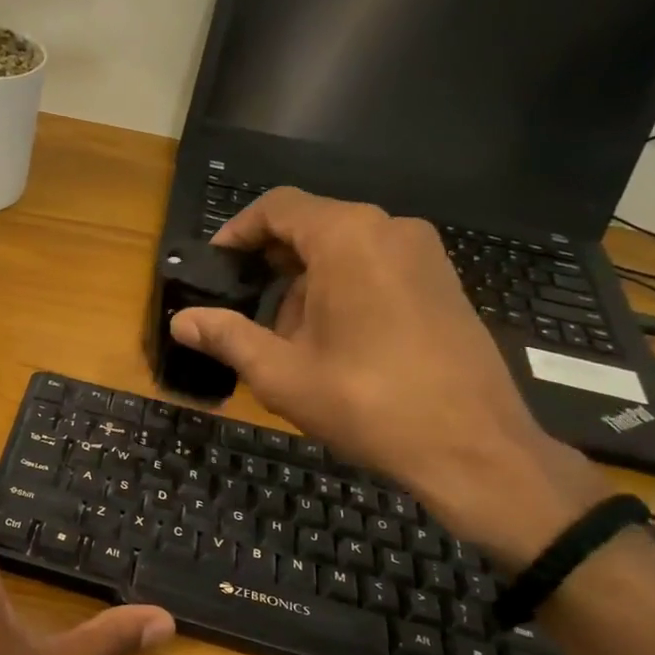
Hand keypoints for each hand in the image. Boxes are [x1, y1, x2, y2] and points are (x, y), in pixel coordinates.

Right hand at [170, 189, 608, 565]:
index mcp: (348, 237)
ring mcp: (425, 254)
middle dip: (271, 265)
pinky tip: (334, 344)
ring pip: (344, 250)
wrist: (474, 448)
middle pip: (312, 226)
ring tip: (288, 342)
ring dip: (306, 284)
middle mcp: (390, 229)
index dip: (237, 232)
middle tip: (244, 313)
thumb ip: (226, 337)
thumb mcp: (282, 374)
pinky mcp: (443, 282)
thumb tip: (179, 321)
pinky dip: (343, 290)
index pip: (278, 207)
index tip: (214, 267)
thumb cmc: (368, 403)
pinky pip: (377, 267)